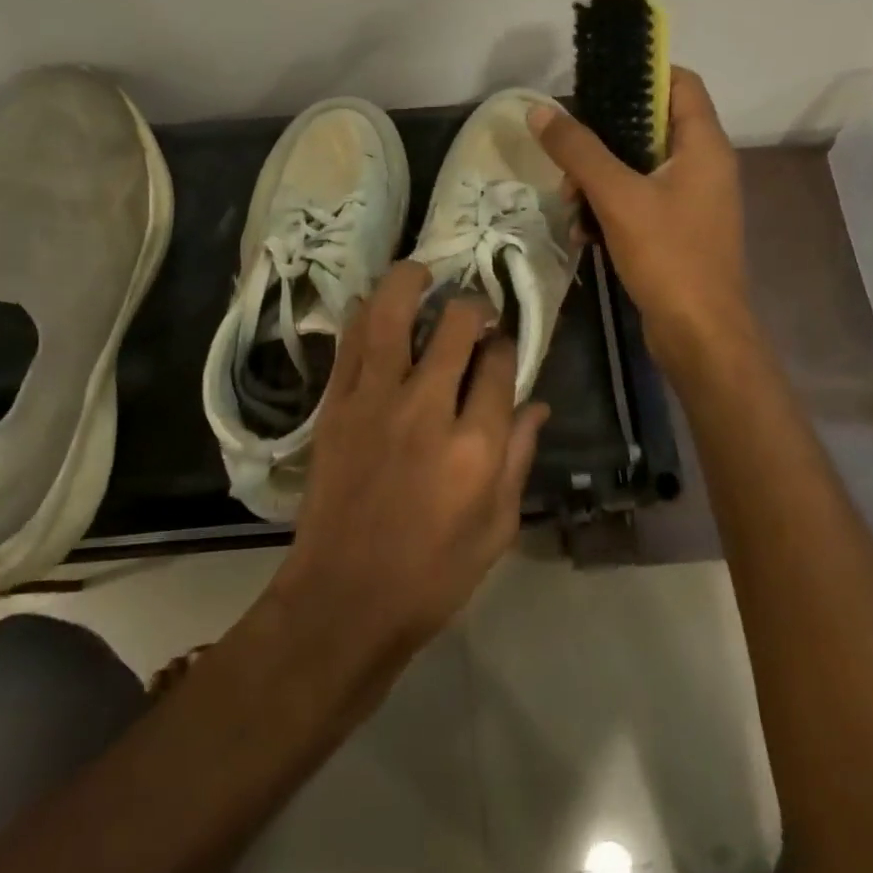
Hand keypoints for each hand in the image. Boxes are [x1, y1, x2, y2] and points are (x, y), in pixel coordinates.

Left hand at [273, 261, 549, 661]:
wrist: (344, 598)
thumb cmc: (432, 574)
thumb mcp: (497, 528)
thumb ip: (518, 458)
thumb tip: (536, 403)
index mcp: (475, 446)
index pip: (499, 365)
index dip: (505, 346)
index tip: (501, 346)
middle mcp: (427, 409)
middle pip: (455, 327)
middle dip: (471, 308)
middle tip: (472, 312)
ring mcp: (374, 401)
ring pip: (394, 315)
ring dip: (411, 282)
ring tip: (423, 274)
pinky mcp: (336, 404)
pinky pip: (351, 341)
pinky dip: (366, 313)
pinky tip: (378, 304)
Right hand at [529, 67, 750, 364]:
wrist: (700, 335)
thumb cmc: (668, 257)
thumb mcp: (617, 197)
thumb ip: (578, 151)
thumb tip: (540, 111)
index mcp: (703, 145)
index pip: (679, 82)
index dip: (641, 72)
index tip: (595, 81)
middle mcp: (703, 165)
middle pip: (650, 126)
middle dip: (602, 138)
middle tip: (566, 153)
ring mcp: (692, 200)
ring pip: (638, 167)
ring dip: (598, 179)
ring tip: (569, 202)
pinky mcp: (678, 229)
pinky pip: (638, 201)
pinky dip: (609, 208)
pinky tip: (582, 232)